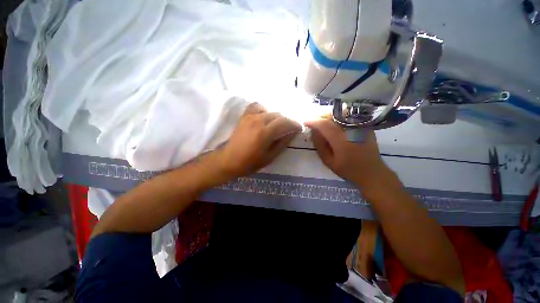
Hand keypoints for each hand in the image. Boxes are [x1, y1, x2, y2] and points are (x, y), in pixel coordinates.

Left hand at [217, 103, 301, 177]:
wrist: (229, 160)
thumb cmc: (250, 162)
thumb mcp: (270, 156)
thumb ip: (283, 143)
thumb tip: (293, 133)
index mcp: (265, 132)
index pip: (285, 122)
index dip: (295, 124)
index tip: (299, 128)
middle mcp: (258, 121)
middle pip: (278, 115)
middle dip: (287, 121)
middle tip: (289, 129)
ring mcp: (250, 117)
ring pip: (269, 111)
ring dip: (277, 117)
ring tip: (277, 125)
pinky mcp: (244, 116)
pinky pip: (256, 106)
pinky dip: (264, 110)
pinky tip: (264, 117)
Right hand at [304, 118, 388, 188]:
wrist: (372, 171)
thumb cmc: (348, 169)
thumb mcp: (328, 161)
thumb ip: (319, 145)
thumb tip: (313, 131)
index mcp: (342, 141)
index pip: (325, 125)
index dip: (313, 121)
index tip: (305, 122)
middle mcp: (352, 130)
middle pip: (333, 114)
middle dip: (320, 115)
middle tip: (312, 120)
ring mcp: (360, 126)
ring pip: (340, 111)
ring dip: (328, 113)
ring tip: (320, 119)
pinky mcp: (364, 125)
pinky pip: (348, 115)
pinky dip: (337, 115)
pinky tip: (332, 120)